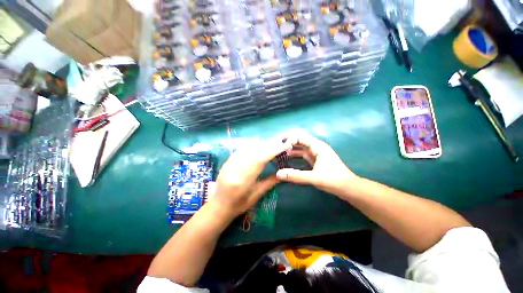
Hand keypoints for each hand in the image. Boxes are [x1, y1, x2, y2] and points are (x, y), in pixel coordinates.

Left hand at [211, 138, 292, 218]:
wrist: (218, 206)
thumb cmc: (238, 205)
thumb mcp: (256, 196)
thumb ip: (269, 183)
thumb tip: (283, 173)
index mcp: (242, 181)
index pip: (259, 160)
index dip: (272, 151)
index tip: (284, 145)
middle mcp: (234, 169)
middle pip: (253, 152)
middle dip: (269, 145)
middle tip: (281, 141)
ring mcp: (228, 164)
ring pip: (247, 148)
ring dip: (261, 144)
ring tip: (272, 143)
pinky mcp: (226, 161)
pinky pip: (241, 150)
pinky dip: (252, 146)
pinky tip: (258, 145)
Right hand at [276, 133, 359, 196]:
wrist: (348, 188)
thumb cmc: (334, 180)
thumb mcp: (314, 178)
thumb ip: (296, 175)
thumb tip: (278, 174)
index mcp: (318, 147)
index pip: (301, 138)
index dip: (289, 140)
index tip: (279, 145)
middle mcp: (317, 147)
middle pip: (300, 141)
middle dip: (289, 143)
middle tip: (277, 147)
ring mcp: (316, 154)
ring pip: (301, 148)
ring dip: (291, 149)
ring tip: (280, 152)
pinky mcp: (315, 160)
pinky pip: (303, 154)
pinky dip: (295, 155)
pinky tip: (288, 158)